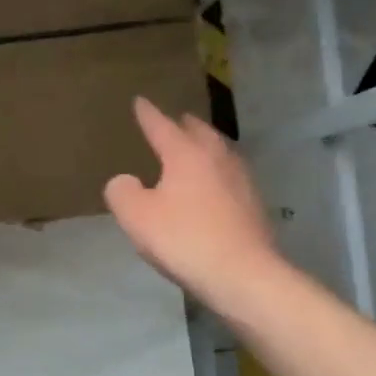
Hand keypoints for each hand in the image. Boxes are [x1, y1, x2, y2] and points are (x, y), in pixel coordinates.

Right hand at [104, 97, 277, 306]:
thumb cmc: (183, 238)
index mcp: (186, 155)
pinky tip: (213, 187)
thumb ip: (122, 191)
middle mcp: (217, 159)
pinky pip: (230, 177)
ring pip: (220, 153)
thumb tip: (125, 181)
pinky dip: (217, 174)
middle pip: (200, 133)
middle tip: (176, 120)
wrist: (242, 274)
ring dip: (206, 147)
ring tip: (196, 149)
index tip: (140, 101)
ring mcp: (241, 181)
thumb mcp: (136, 216)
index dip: (148, 114)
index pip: (163, 126)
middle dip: (185, 125)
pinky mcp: (253, 206)